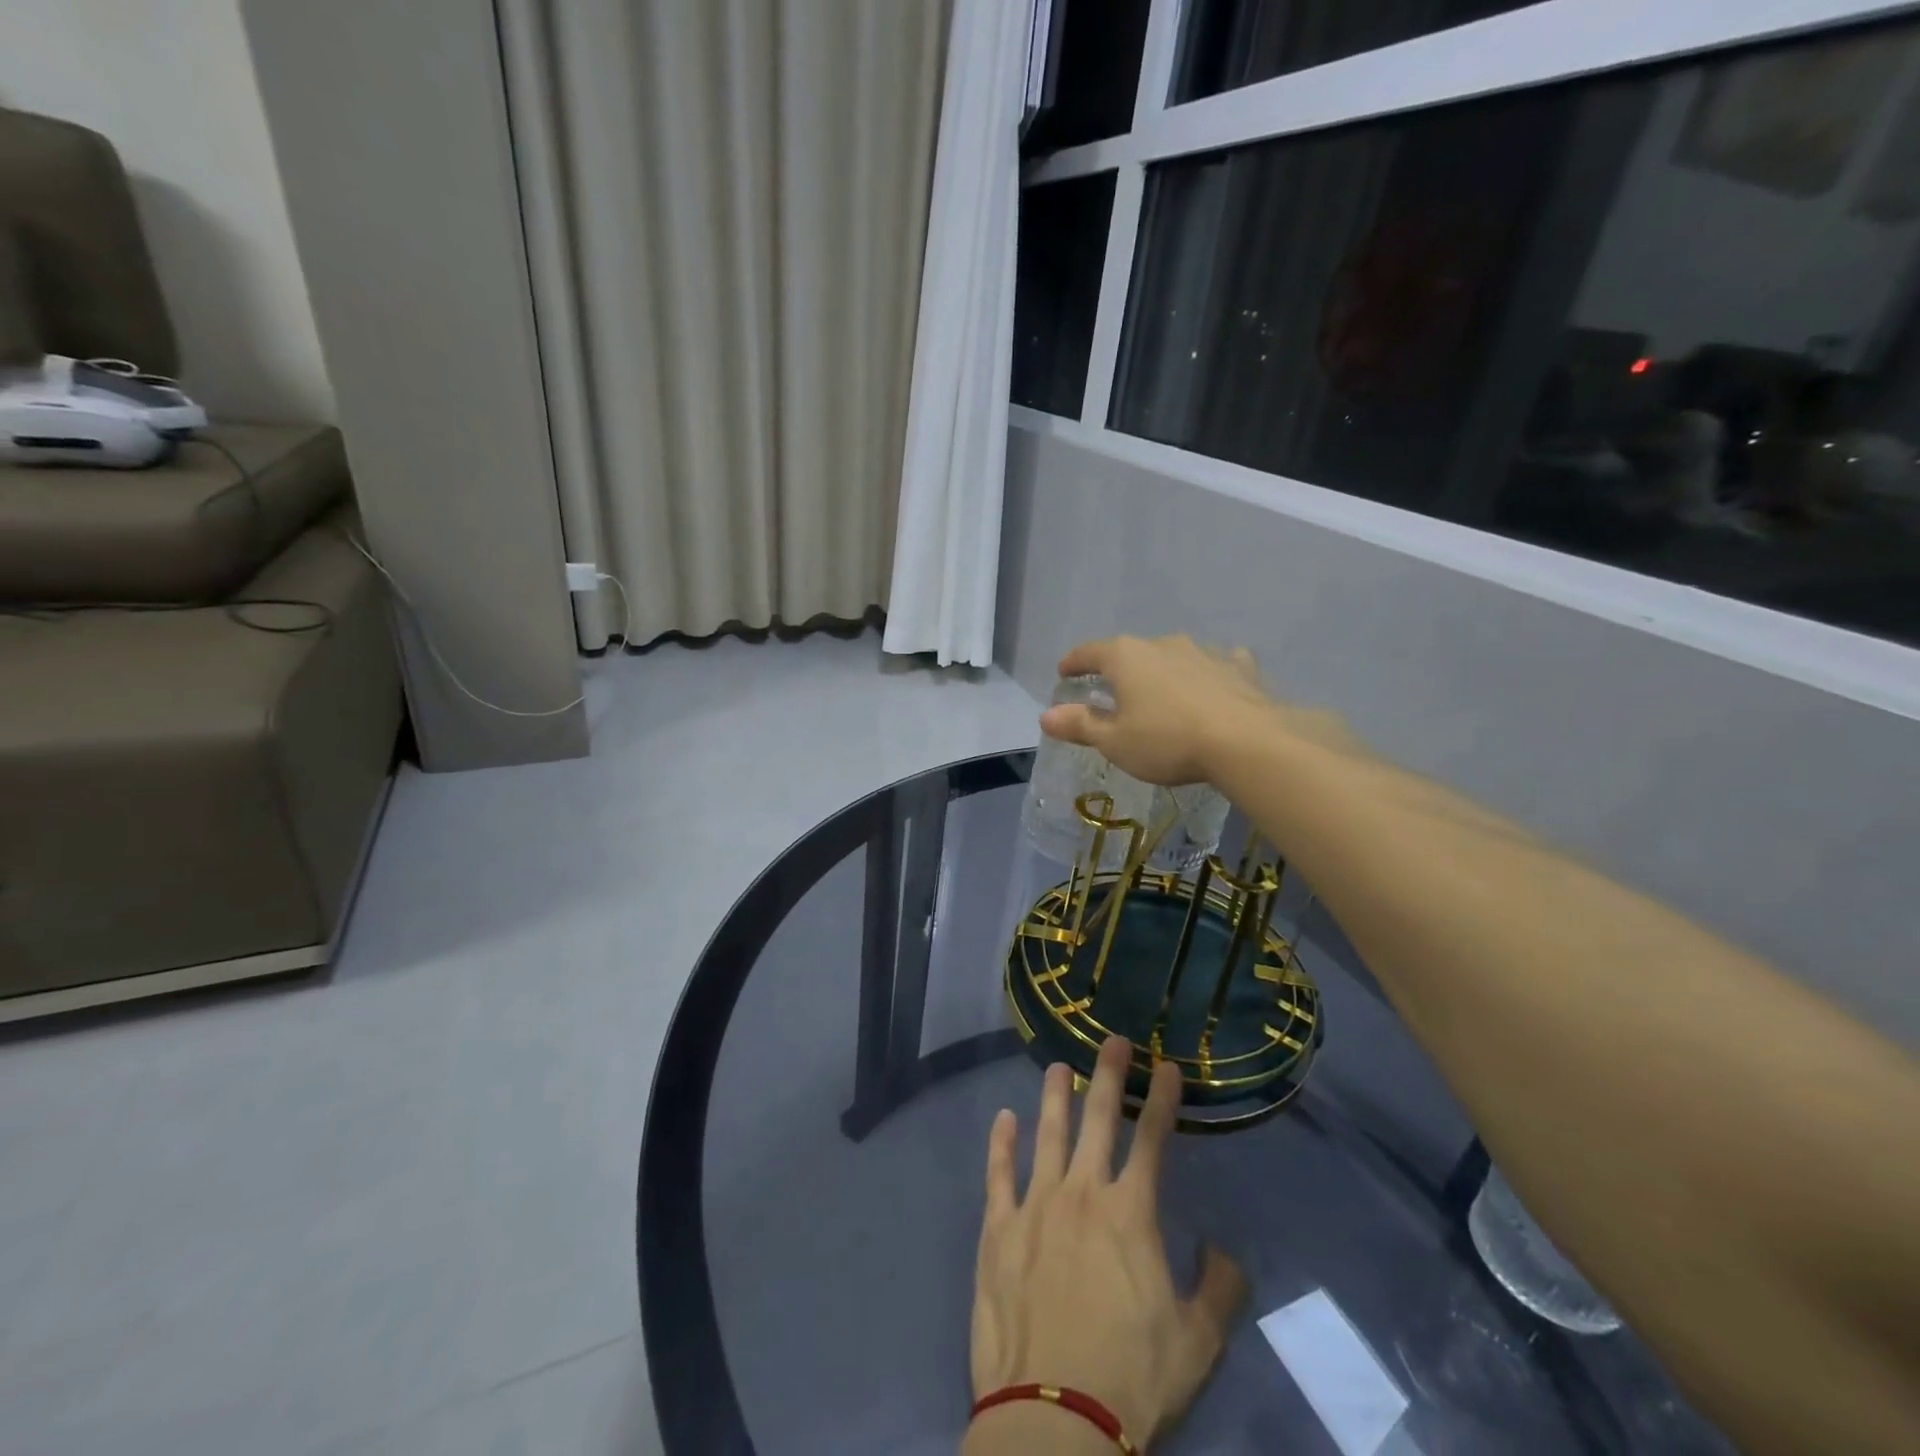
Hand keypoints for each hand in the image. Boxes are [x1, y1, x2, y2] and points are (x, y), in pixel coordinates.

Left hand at [968, 1036, 1245, 1451]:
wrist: (1052, 1417)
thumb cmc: (1130, 1379)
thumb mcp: (1197, 1344)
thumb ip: (1218, 1288)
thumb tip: (1223, 1248)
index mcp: (1130, 1213)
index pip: (1152, 1140)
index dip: (1161, 1099)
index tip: (1166, 1066)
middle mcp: (1082, 1193)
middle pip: (1097, 1119)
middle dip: (1108, 1075)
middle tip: (1112, 1040)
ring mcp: (1035, 1205)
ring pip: (1047, 1133)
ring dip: (1055, 1096)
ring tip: (1058, 1066)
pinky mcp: (998, 1228)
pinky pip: (998, 1173)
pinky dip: (1001, 1142)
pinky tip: (1004, 1119)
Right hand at [1040, 636, 1273, 786]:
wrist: (1247, 741)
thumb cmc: (1168, 741)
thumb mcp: (1115, 742)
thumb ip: (1080, 725)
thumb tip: (1046, 716)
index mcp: (1126, 657)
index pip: (1089, 652)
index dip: (1073, 662)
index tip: (1064, 672)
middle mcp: (1162, 644)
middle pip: (1131, 653)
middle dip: (1119, 670)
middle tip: (1112, 691)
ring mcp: (1204, 652)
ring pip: (1173, 657)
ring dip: (1162, 672)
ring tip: (1160, 694)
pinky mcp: (1238, 667)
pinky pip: (1215, 665)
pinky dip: (1206, 675)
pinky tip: (1212, 686)